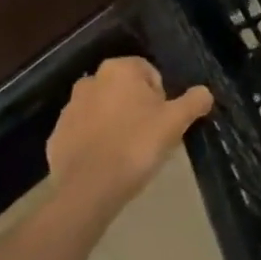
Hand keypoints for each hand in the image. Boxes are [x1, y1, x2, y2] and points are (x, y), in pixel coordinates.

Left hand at [45, 57, 212, 212]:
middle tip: (149, 135)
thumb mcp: (176, 121)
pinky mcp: (56, 137)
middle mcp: (90, 82)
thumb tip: (204, 92)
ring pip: (102, 111)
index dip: (160, 96)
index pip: (148, 73)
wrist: (90, 189)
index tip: (163, 120)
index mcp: (119, 70)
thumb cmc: (137, 145)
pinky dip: (95, 142)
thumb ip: (195, 101)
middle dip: (136, 107)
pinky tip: (107, 162)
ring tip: (128, 151)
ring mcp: (68, 110)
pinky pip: (83, 134)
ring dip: (114, 123)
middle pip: (123, 90)